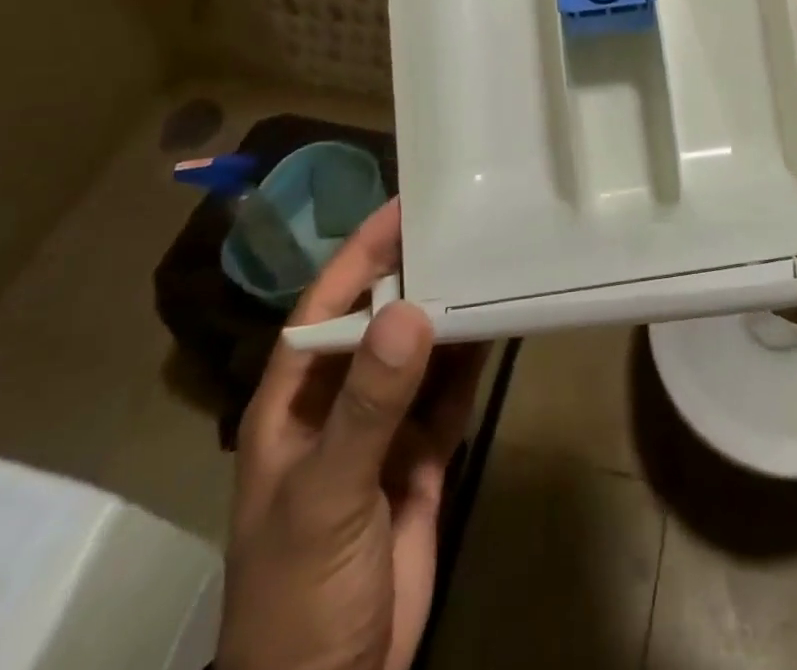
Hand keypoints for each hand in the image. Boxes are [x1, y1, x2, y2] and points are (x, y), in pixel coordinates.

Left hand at [219, 199, 486, 669]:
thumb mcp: (327, 494)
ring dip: (452, 312)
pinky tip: (500, 322)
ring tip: (493, 259)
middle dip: (417, 272)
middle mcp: (340, 401)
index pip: (328, 304)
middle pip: (381, 319)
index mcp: (296, 399)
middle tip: (466, 222)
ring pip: (422, 352)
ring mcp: (384, 429)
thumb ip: (369, 403)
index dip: (363, 251)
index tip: (407, 204)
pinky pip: (450, 393)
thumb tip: (412, 309)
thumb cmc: (298, 593)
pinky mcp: (421, 457)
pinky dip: (473, 359)